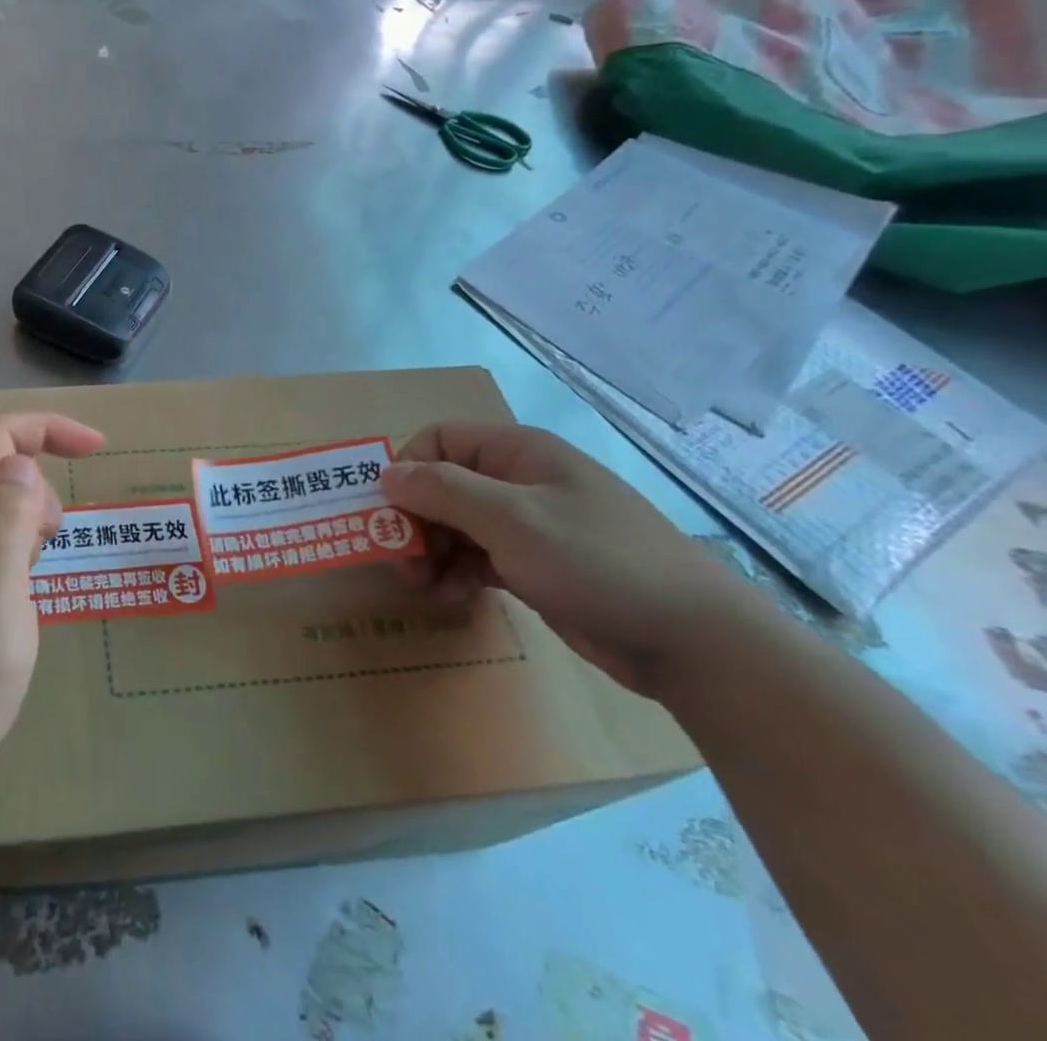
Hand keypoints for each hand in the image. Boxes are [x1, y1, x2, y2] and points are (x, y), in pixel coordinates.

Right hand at [382, 421, 762, 695]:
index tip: (390, 514)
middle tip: (402, 562)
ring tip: (424, 587)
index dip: (408, 470)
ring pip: (456, 524)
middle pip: (442, 485)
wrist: (693, 640)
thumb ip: (442, 491)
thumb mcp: (511, 520)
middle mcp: (518, 480)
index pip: (438, 440)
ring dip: (431, 551)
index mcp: (516, 452)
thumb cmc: (596, 561)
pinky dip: (457, 572)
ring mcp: (529, 524)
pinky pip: (478, 556)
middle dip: (414, 520)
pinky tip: (452, 596)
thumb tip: (387, 473)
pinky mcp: (535, 564)